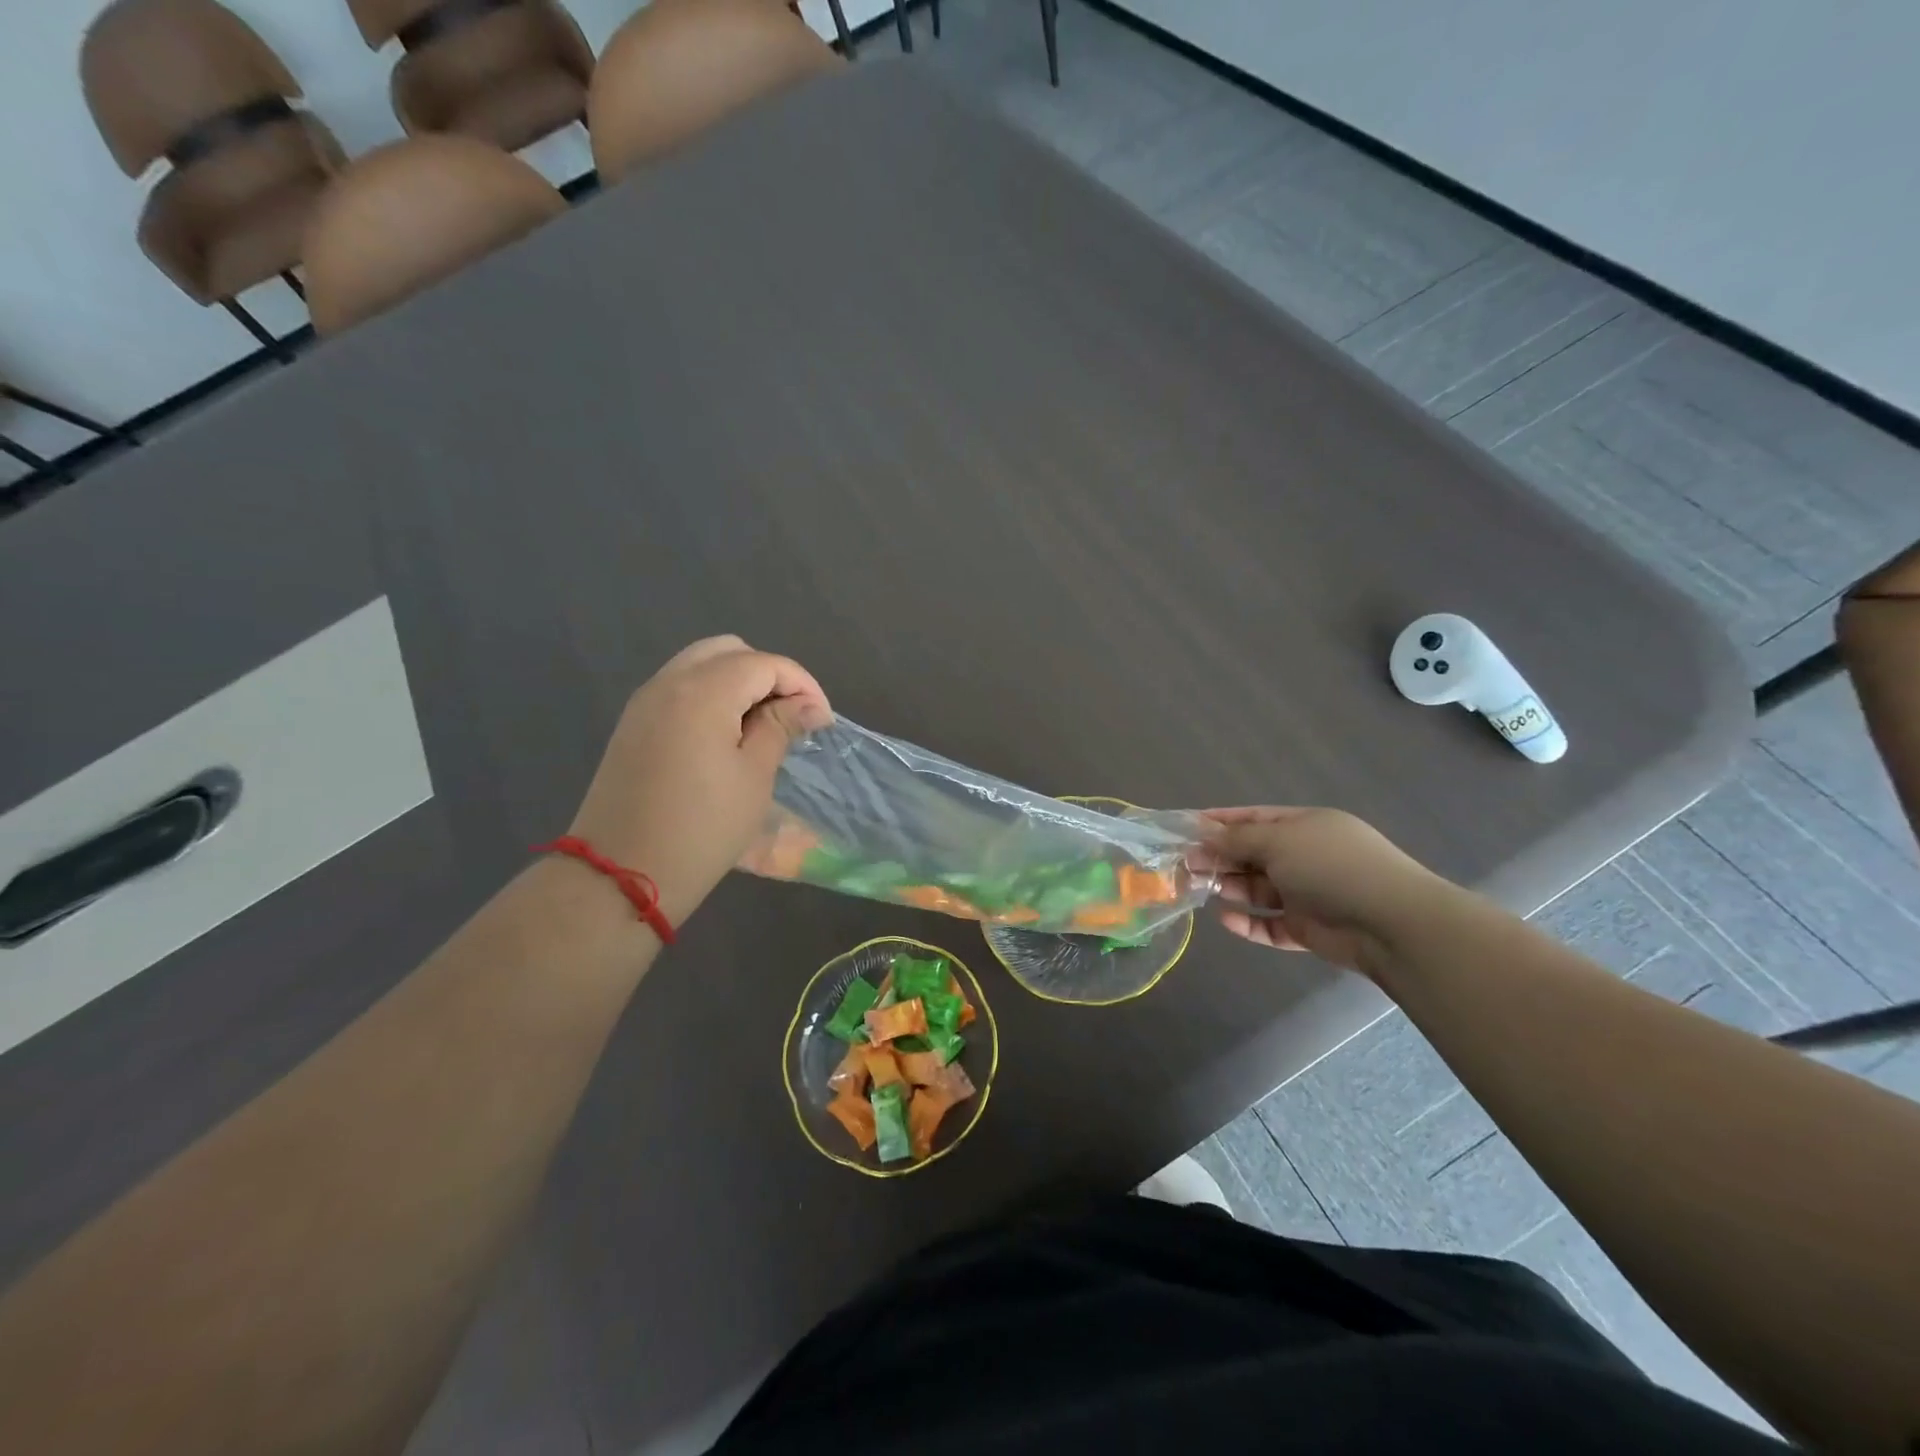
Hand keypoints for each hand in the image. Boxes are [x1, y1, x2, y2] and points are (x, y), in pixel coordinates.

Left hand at [567, 636, 831, 925]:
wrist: (620, 876)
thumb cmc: (702, 828)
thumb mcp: (754, 776)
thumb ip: (780, 727)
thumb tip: (809, 705)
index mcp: (703, 691)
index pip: (765, 664)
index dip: (802, 685)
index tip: (822, 721)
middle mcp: (669, 682)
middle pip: (729, 651)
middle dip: (768, 674)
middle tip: (791, 715)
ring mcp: (645, 701)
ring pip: (700, 664)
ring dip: (738, 682)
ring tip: (763, 724)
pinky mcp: (633, 724)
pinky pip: (679, 687)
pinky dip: (710, 695)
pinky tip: (726, 734)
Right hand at [1194, 807, 1450, 977]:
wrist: (1391, 924)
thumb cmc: (1331, 867)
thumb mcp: (1278, 842)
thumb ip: (1236, 840)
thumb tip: (1203, 837)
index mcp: (1305, 826)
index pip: (1255, 818)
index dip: (1221, 821)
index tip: (1186, 827)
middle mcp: (1306, 856)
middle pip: (1253, 854)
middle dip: (1220, 857)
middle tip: (1185, 865)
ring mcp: (1309, 893)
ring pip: (1259, 889)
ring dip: (1231, 888)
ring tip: (1200, 889)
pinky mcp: (1309, 929)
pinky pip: (1271, 924)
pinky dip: (1248, 923)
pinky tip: (1226, 920)